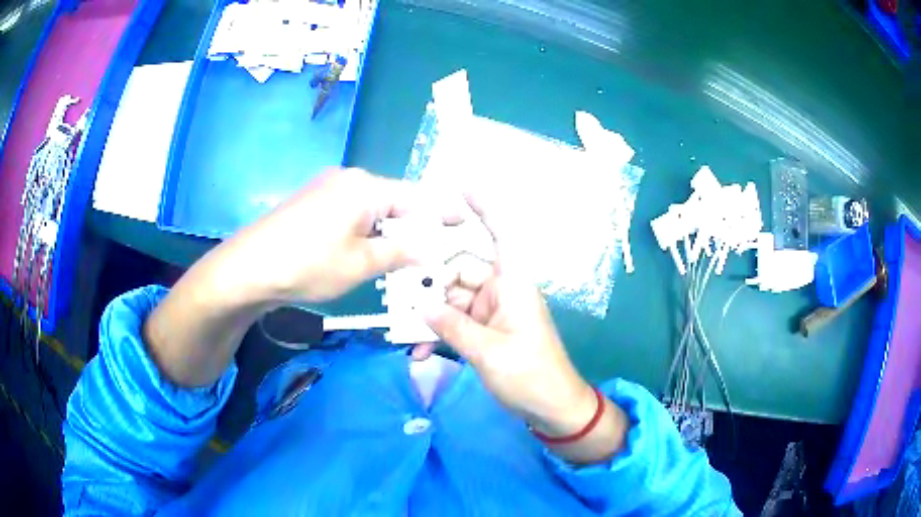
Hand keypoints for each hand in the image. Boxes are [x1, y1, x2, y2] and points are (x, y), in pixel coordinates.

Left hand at [224, 168, 425, 302]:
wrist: (249, 267)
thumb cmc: (309, 264)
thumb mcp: (361, 264)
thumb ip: (400, 253)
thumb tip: (428, 250)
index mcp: (366, 187)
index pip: (416, 197)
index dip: (441, 212)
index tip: (462, 224)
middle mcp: (349, 179)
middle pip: (394, 201)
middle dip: (414, 227)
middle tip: (431, 252)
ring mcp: (328, 188)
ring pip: (372, 209)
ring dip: (389, 232)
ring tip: (402, 259)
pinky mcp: (313, 202)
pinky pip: (351, 213)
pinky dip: (366, 231)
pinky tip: (367, 251)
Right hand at [422, 196, 627, 462]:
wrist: (552, 407)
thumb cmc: (530, 375)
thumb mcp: (488, 352)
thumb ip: (451, 327)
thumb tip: (421, 307)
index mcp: (512, 283)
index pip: (500, 235)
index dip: (484, 209)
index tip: (461, 187)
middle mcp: (500, 290)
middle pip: (458, 272)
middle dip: (430, 286)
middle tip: (397, 297)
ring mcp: (491, 312)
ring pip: (452, 301)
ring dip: (430, 317)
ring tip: (405, 333)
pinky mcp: (485, 332)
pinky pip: (456, 324)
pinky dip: (439, 335)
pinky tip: (420, 352)